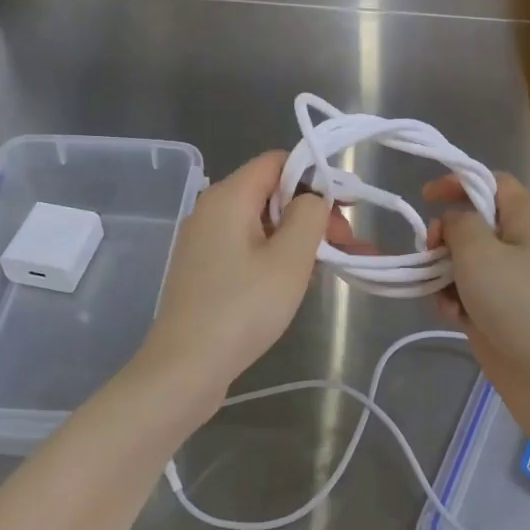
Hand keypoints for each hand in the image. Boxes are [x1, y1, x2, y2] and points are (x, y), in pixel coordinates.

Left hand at [134, 151, 354, 411]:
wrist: (185, 368)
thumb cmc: (242, 308)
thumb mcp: (290, 259)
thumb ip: (309, 214)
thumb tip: (312, 197)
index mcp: (229, 195)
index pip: (278, 161)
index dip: (316, 176)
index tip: (345, 208)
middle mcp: (211, 208)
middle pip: (271, 191)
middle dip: (312, 211)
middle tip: (344, 245)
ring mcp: (203, 239)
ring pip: (261, 222)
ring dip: (298, 237)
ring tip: (330, 265)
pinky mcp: (203, 268)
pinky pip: (246, 246)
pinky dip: (275, 254)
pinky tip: (295, 281)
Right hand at [425, 171, 529, 389]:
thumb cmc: (520, 303)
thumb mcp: (480, 251)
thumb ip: (459, 224)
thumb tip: (454, 222)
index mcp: (526, 220)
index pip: (494, 183)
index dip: (461, 182)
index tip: (427, 196)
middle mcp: (521, 247)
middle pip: (474, 225)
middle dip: (445, 236)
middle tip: (430, 251)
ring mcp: (512, 285)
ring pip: (466, 264)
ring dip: (444, 274)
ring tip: (442, 293)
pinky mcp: (501, 317)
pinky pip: (469, 297)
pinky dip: (455, 303)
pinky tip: (453, 318)